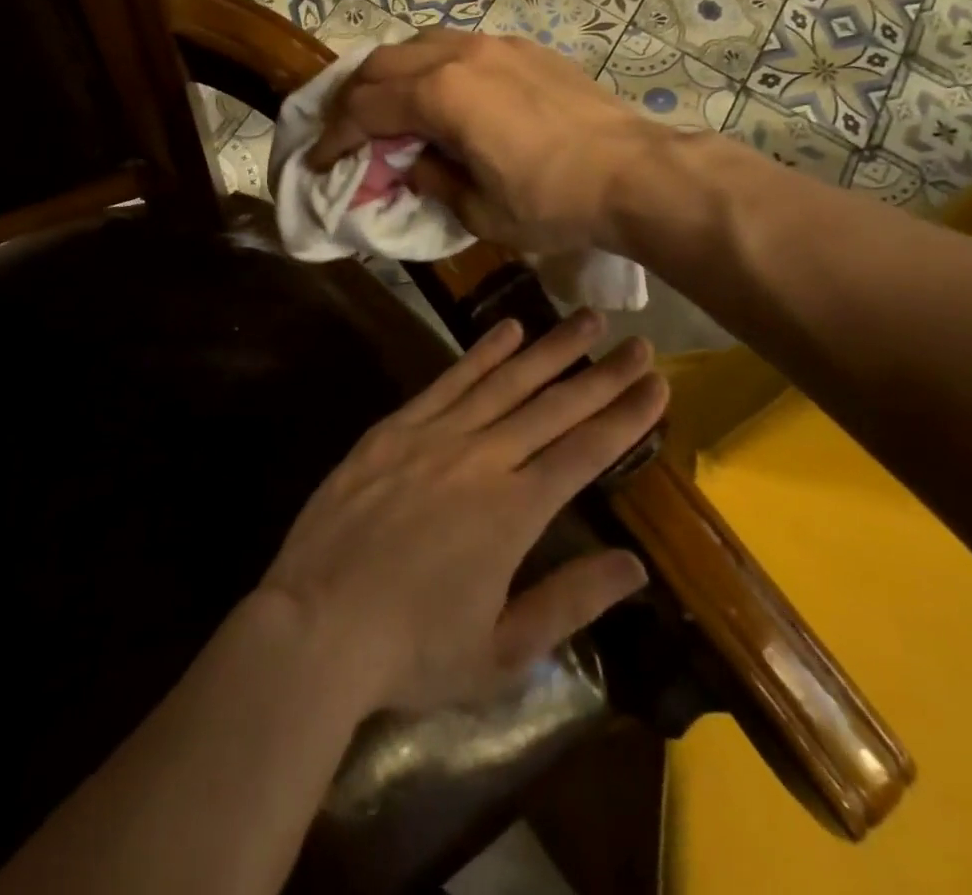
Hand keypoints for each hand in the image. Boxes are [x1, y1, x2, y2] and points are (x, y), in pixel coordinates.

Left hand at [259, 310, 665, 712]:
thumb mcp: (501, 652)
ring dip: (550, 348)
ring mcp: (435, 435)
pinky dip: (482, 352)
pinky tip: (509, 329)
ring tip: (587, 319)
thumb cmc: (411, 649)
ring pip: (506, 381)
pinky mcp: (395, 428)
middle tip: (639, 342)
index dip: (625, 416)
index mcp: (513, 512)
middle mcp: (482, 459)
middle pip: (554, 406)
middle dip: (603, 373)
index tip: (657, 384)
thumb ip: (569, 602)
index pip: (585, 452)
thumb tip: (634, 565)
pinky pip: (448, 380)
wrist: (315, 624)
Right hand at [306, 31, 661, 255]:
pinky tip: (439, 94)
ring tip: (385, 108)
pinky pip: (457, 46)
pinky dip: (430, 66)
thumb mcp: (480, 211)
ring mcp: (495, 45)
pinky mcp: (523, 48)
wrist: (634, 172)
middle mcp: (460, 55)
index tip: (318, 162)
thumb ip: (432, 181)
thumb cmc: (553, 202)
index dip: (335, 137)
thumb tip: (410, 164)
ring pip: (418, 44)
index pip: (365, 108)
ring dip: (390, 75)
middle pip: (382, 64)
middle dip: (352, 99)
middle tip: (343, 132)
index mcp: (441, 94)